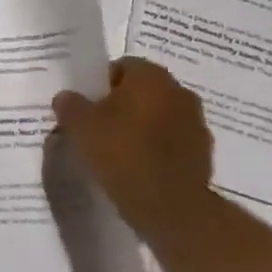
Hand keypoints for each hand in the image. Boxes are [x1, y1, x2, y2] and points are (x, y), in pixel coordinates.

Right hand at [50, 58, 213, 234]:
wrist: (169, 206)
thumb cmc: (121, 152)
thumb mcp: (79, 125)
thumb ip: (70, 104)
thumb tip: (67, 98)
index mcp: (151, 77)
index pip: (122, 66)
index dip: (101, 83)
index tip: (87, 105)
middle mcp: (179, 92)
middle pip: (143, 90)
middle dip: (122, 104)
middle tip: (98, 125)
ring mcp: (196, 124)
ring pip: (159, 116)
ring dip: (141, 126)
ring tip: (116, 149)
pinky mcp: (204, 154)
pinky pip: (171, 141)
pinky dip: (156, 148)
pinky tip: (136, 166)